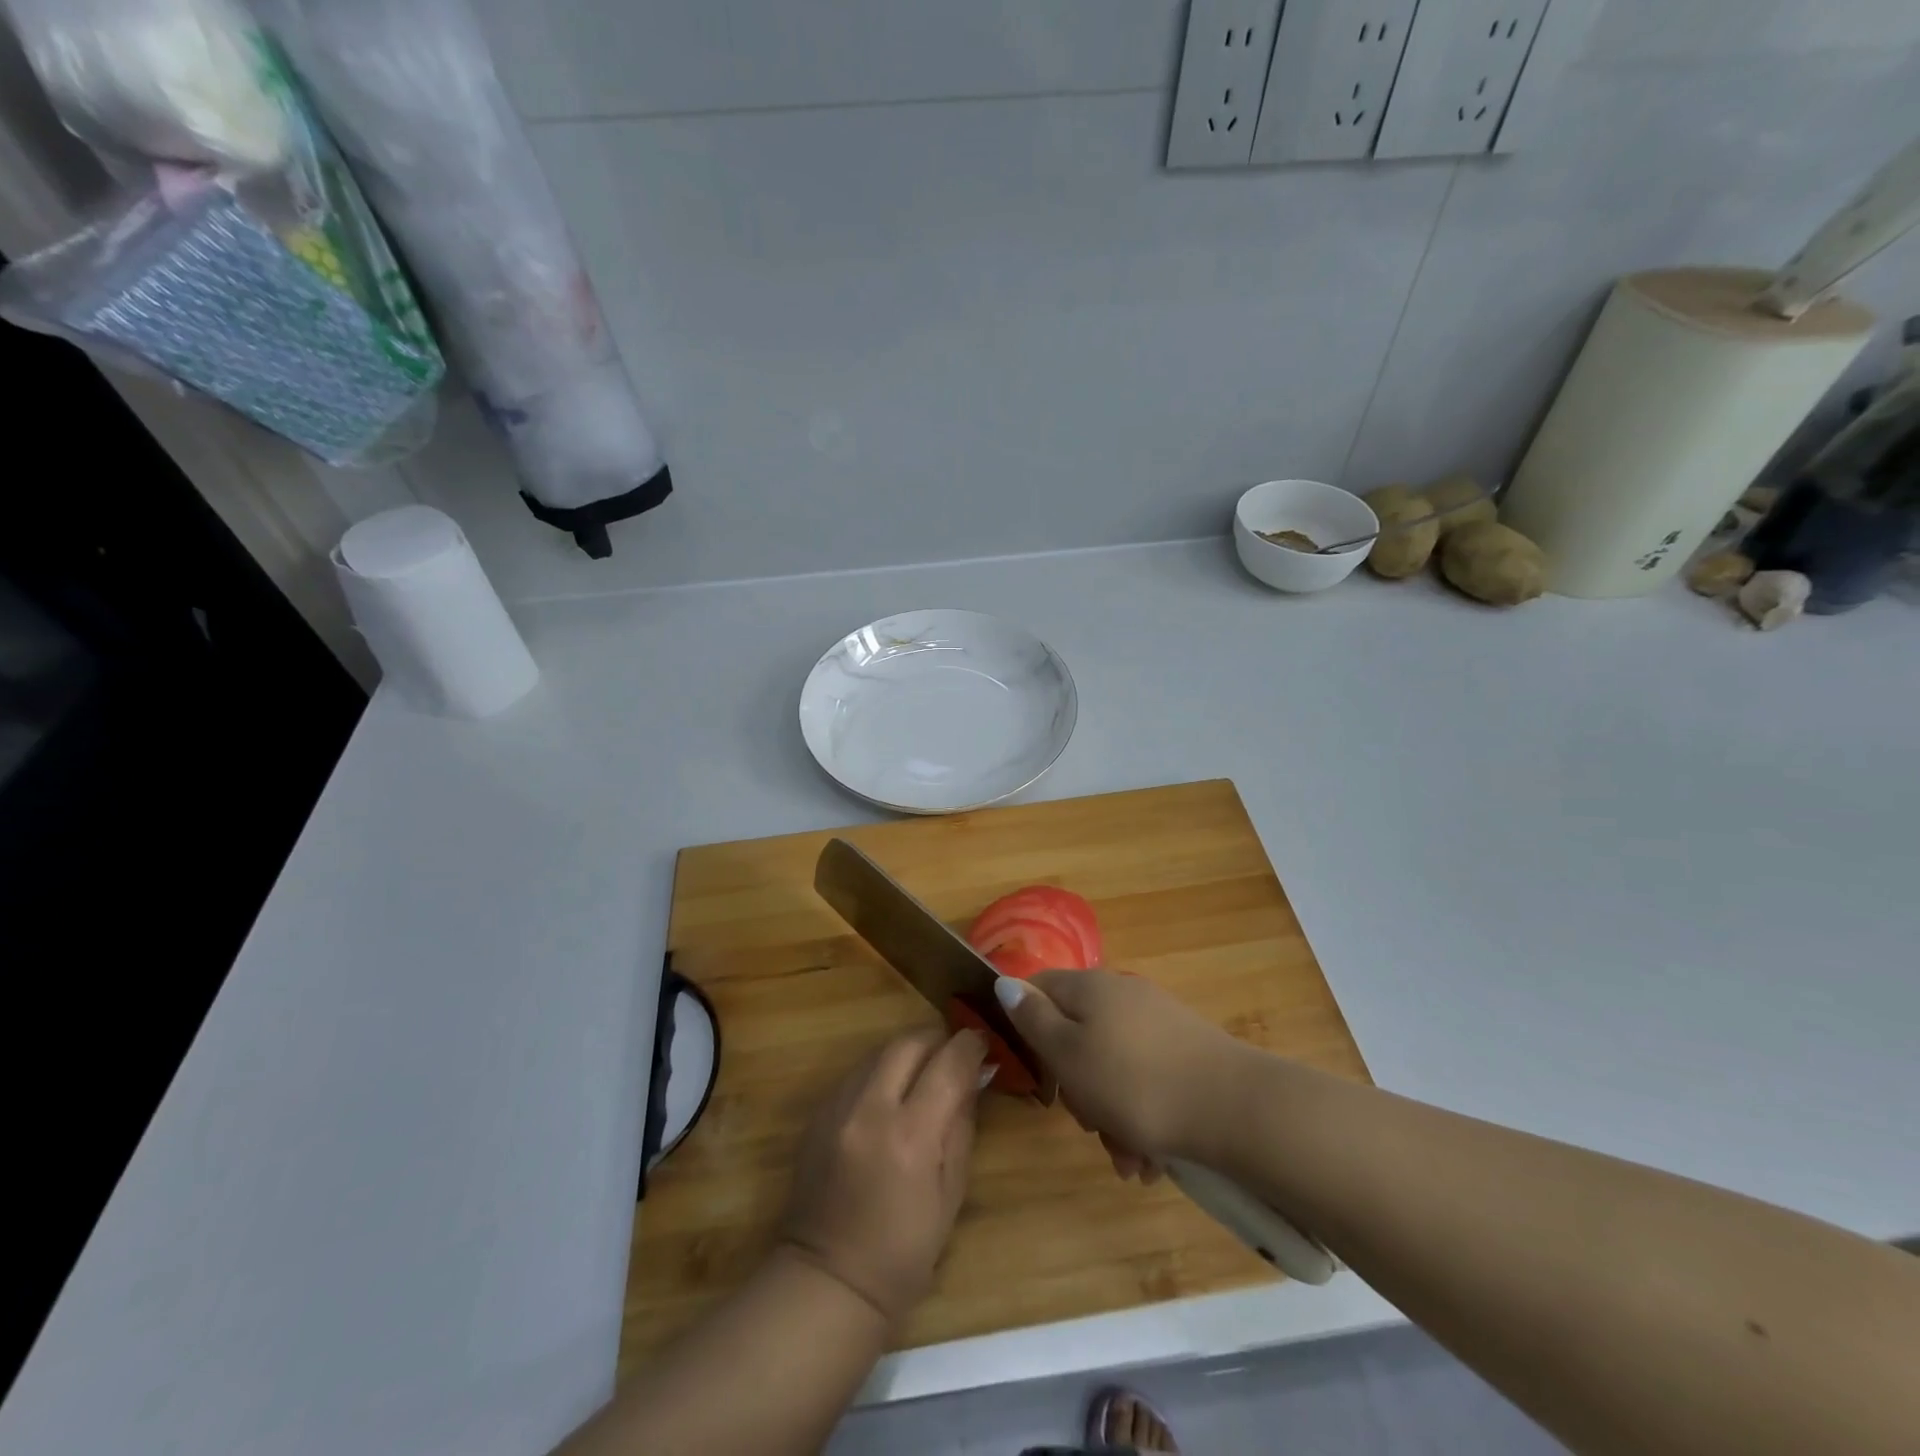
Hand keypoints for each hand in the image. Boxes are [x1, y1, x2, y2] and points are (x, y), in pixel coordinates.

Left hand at [780, 1029, 987, 1326]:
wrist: (827, 1281)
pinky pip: (856, 1073)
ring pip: (878, 1051)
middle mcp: (870, 1109)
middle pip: (908, 1043)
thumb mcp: (951, 1194)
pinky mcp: (817, 1114)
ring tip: (924, 1071)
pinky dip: (880, 1072)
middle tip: (953, 1054)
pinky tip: (891, 1096)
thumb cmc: (903, 1252)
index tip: (982, 1043)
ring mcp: (837, 1108)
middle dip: (937, 1040)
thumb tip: (973, 1078)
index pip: (947, 1064)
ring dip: (907, 1053)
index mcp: (910, 1135)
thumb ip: (962, 1125)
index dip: (970, 1046)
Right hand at [996, 970, 1246, 1176]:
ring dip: (1111, 1116)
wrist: (1235, 1108)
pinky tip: (1152, 1159)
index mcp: (1090, 987)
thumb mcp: (1069, 1054)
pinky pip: (1146, 1082)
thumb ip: (1033, 1019)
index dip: (1026, 1027)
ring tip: (1129, 1160)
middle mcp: (1122, 995)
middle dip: (1077, 1088)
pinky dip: (1142, 1118)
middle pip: (1077, 1035)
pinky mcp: (1185, 1052)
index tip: (1037, 1073)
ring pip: (1112, 1068)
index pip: (1039, 989)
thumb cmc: (1136, 1083)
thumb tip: (1005, 982)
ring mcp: (1157, 1022)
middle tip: (1089, 1123)